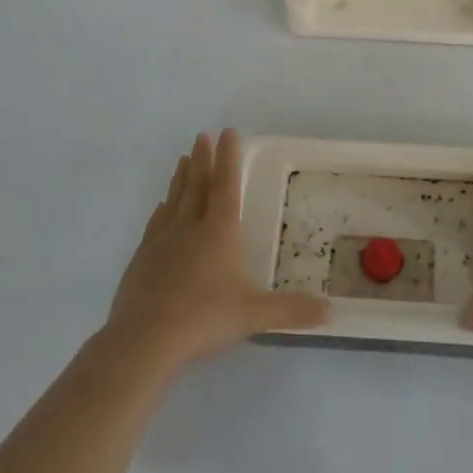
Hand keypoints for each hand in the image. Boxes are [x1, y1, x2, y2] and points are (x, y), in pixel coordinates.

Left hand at [101, 129, 328, 376]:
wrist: (142, 340)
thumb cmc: (202, 319)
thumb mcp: (252, 315)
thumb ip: (290, 310)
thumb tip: (330, 311)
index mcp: (218, 232)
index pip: (226, 185)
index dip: (228, 157)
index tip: (228, 132)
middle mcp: (189, 228)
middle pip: (197, 185)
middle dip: (203, 159)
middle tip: (202, 135)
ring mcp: (161, 242)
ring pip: (174, 200)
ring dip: (181, 178)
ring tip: (184, 159)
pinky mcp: (141, 260)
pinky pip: (155, 225)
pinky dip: (161, 211)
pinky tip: (161, 208)